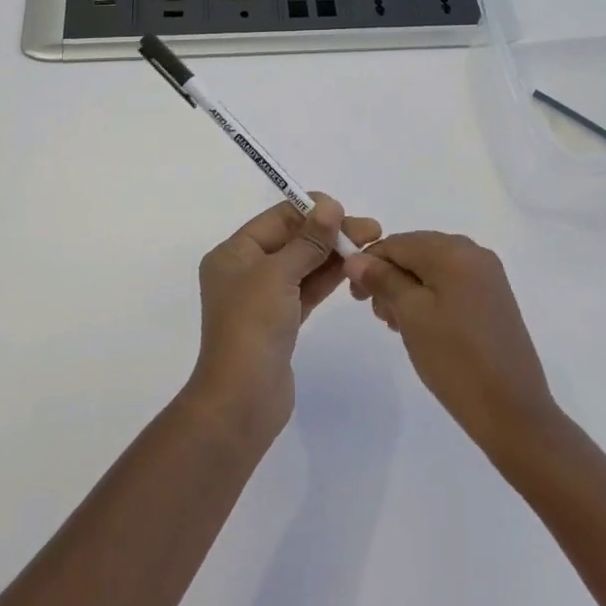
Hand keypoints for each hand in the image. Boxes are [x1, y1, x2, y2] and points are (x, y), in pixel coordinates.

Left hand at [188, 196, 382, 437]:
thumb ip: (308, 240)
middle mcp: (245, 270)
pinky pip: (306, 289)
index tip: (346, 210)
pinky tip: (353, 269)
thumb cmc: (252, 326)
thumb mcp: (279, 274)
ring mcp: (263, 298)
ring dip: (333, 254)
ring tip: (370, 245)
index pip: (277, 219)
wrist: (242, 400)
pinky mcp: (280, 322)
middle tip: (371, 230)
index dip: (312, 210)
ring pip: (303, 265)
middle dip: (329, 232)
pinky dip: (327, 278)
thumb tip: (330, 205)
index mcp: (234, 253)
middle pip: (292, 240)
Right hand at [344, 232, 558, 453]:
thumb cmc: (455, 359)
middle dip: (390, 278)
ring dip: (408, 290)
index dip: (369, 264)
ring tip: (398, 326)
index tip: (355, 296)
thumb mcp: (411, 315)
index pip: (396, 242)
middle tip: (379, 315)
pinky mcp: (494, 298)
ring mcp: (488, 276)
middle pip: (416, 252)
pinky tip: (423, 327)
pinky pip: (451, 284)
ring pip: (433, 269)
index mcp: (453, 250)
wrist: (513, 412)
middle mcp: (473, 252)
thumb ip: (382, 280)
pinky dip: (430, 298)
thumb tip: (356, 258)